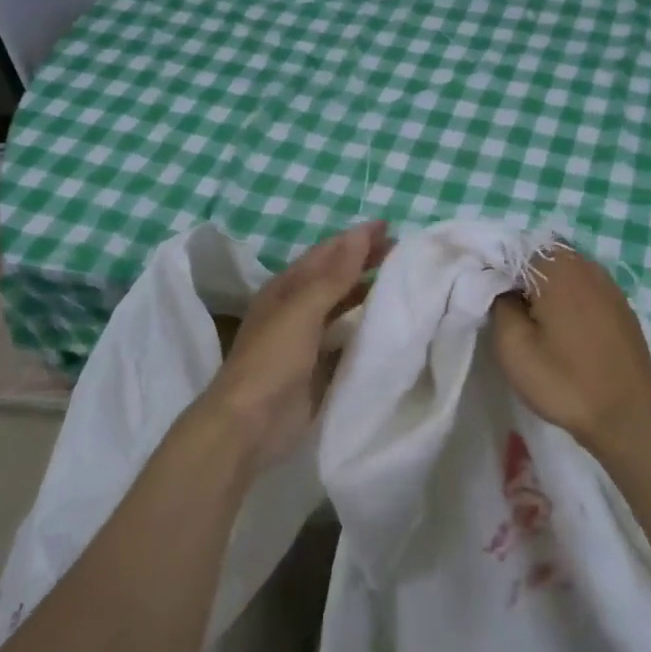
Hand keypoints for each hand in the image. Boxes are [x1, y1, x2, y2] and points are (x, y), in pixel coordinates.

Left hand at [203, 220, 389, 469]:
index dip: (354, 238)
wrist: (249, 424)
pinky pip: (346, 338)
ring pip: (341, 306)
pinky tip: (386, 325)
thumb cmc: (273, 359)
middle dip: (364, 261)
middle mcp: (295, 308)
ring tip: (400, 282)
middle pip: (334, 277)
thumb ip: (334, 275)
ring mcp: (306, 339)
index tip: (389, 227)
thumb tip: (361, 234)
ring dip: (366, 291)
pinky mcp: (317, 368)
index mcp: (286, 288)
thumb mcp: (302, 309)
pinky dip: (364, 326)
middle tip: (401, 251)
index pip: (325, 253)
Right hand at [491, 247, 650, 444]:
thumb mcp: (513, 346)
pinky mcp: (622, 306)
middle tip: (509, 311)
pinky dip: (569, 300)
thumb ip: (499, 303)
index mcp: (558, 268)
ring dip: (546, 289)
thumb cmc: (564, 380)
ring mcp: (609, 285)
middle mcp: (586, 266)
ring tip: (535, 322)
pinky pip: (585, 289)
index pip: (514, 249)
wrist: (626, 417)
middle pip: (542, 257)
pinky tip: (564, 330)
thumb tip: (500, 286)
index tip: (487, 297)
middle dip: (522, 277)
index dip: (496, 270)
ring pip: (565, 273)